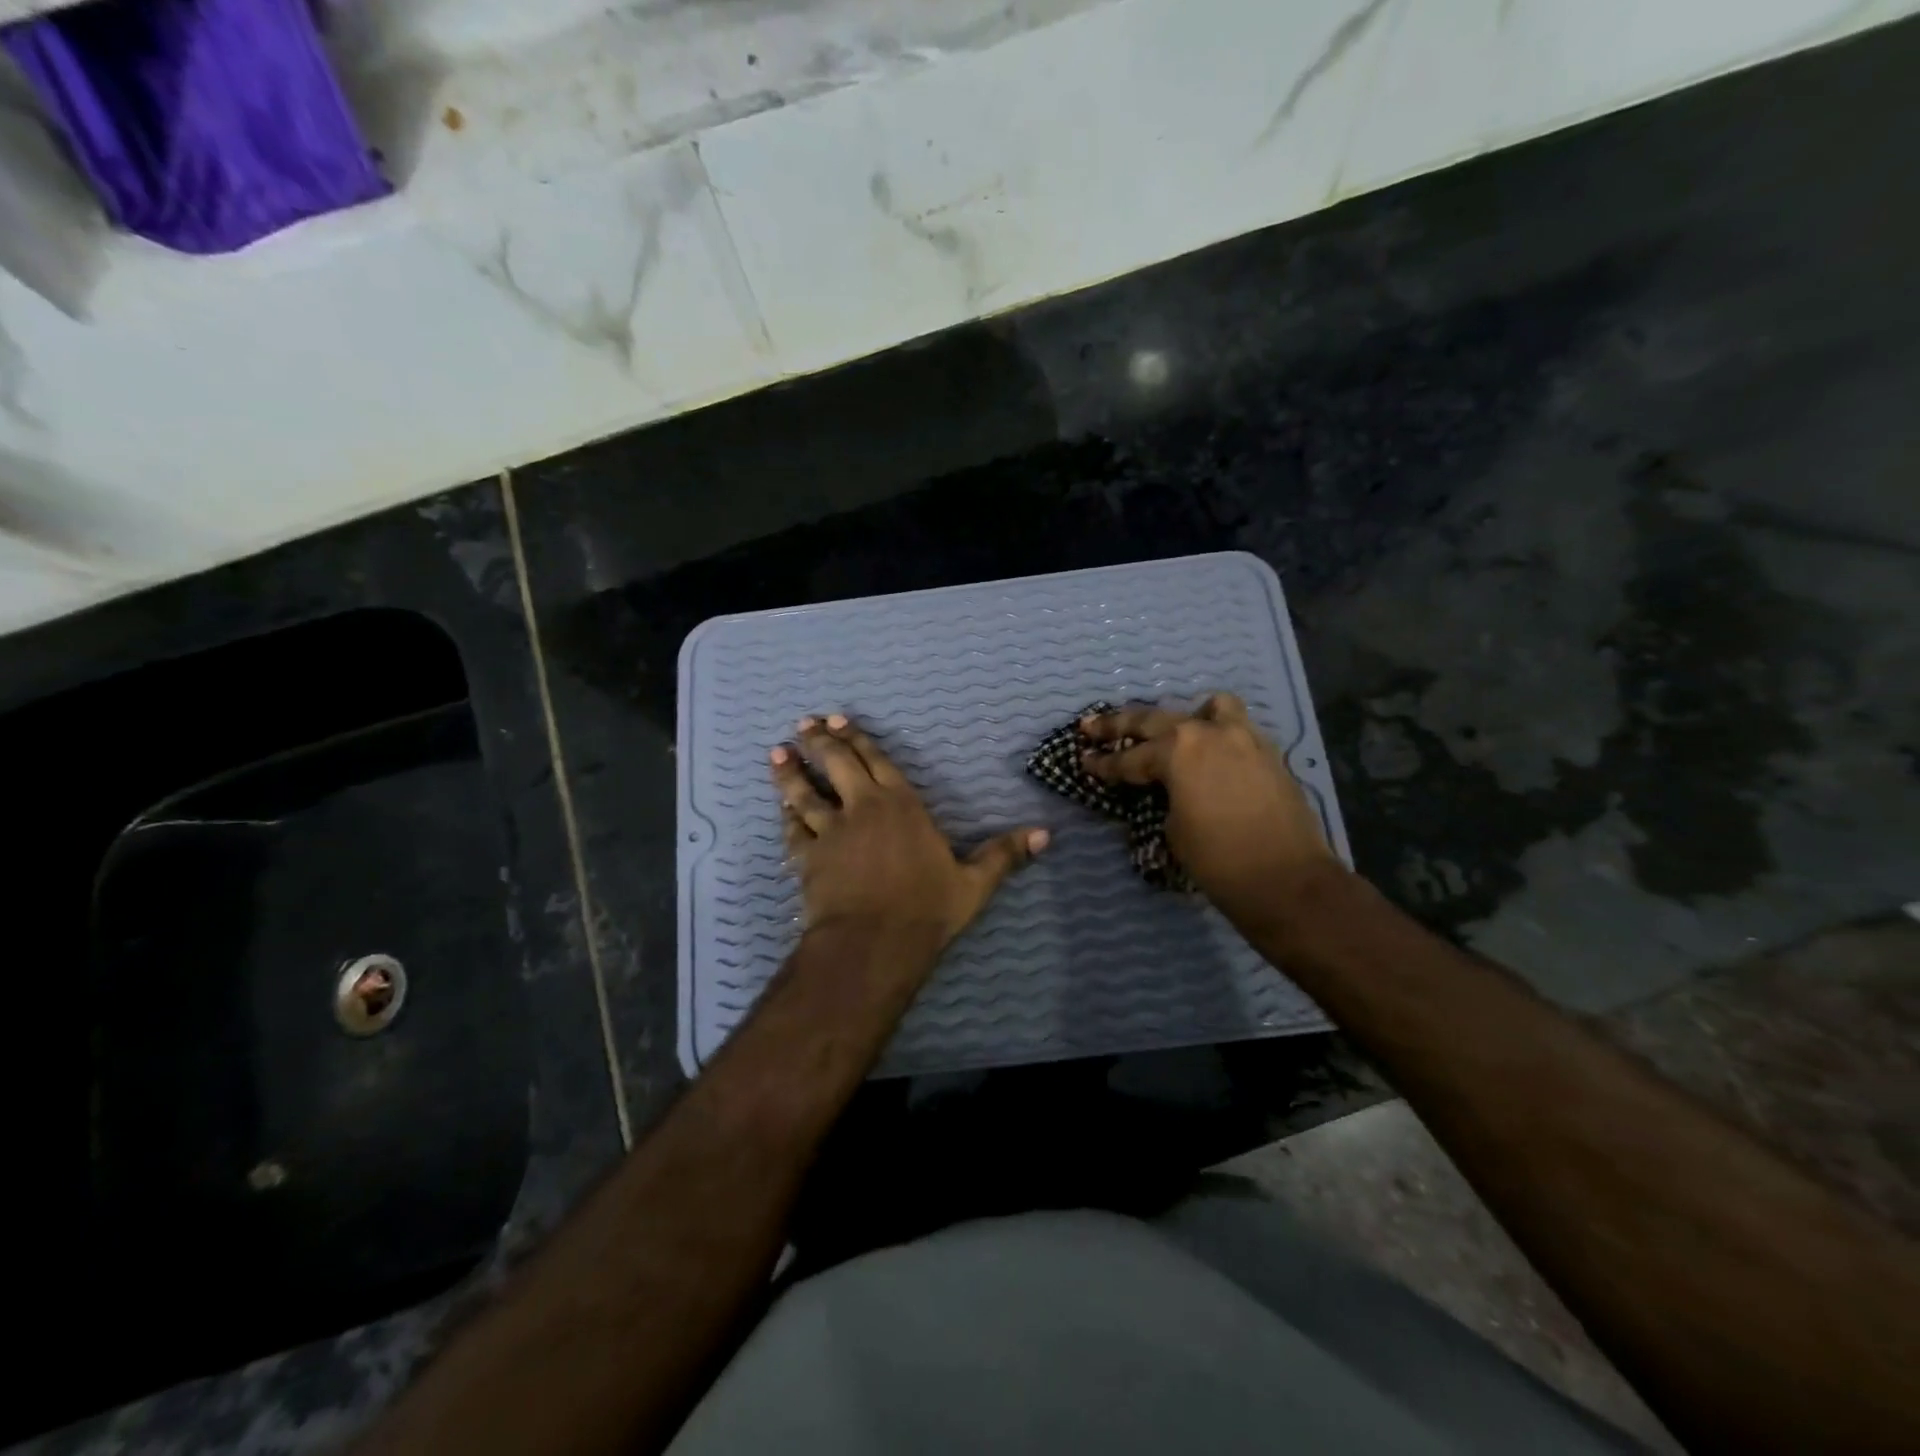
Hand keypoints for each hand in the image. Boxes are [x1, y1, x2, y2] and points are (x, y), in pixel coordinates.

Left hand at [771, 714, 1048, 949]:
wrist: (873, 943)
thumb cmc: (927, 909)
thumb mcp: (974, 883)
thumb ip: (1004, 855)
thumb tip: (1046, 834)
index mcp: (902, 805)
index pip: (878, 761)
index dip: (857, 738)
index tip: (838, 720)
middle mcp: (862, 808)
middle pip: (837, 765)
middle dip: (820, 742)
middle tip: (805, 724)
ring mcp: (832, 832)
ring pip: (805, 793)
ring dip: (791, 772)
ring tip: (777, 753)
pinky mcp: (809, 858)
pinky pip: (794, 830)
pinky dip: (787, 817)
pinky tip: (781, 808)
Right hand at [1081, 693, 1340, 924]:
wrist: (1288, 882)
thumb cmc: (1219, 861)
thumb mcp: (1173, 828)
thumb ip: (1164, 795)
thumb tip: (1165, 788)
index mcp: (1177, 751)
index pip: (1128, 757)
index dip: (1102, 764)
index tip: (1083, 760)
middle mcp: (1208, 733)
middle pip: (1155, 720)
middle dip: (1119, 726)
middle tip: (1092, 727)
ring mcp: (1243, 737)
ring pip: (1209, 708)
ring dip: (1185, 717)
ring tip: (1174, 732)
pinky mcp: (1268, 752)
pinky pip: (1236, 728)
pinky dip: (1218, 734)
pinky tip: (1210, 754)